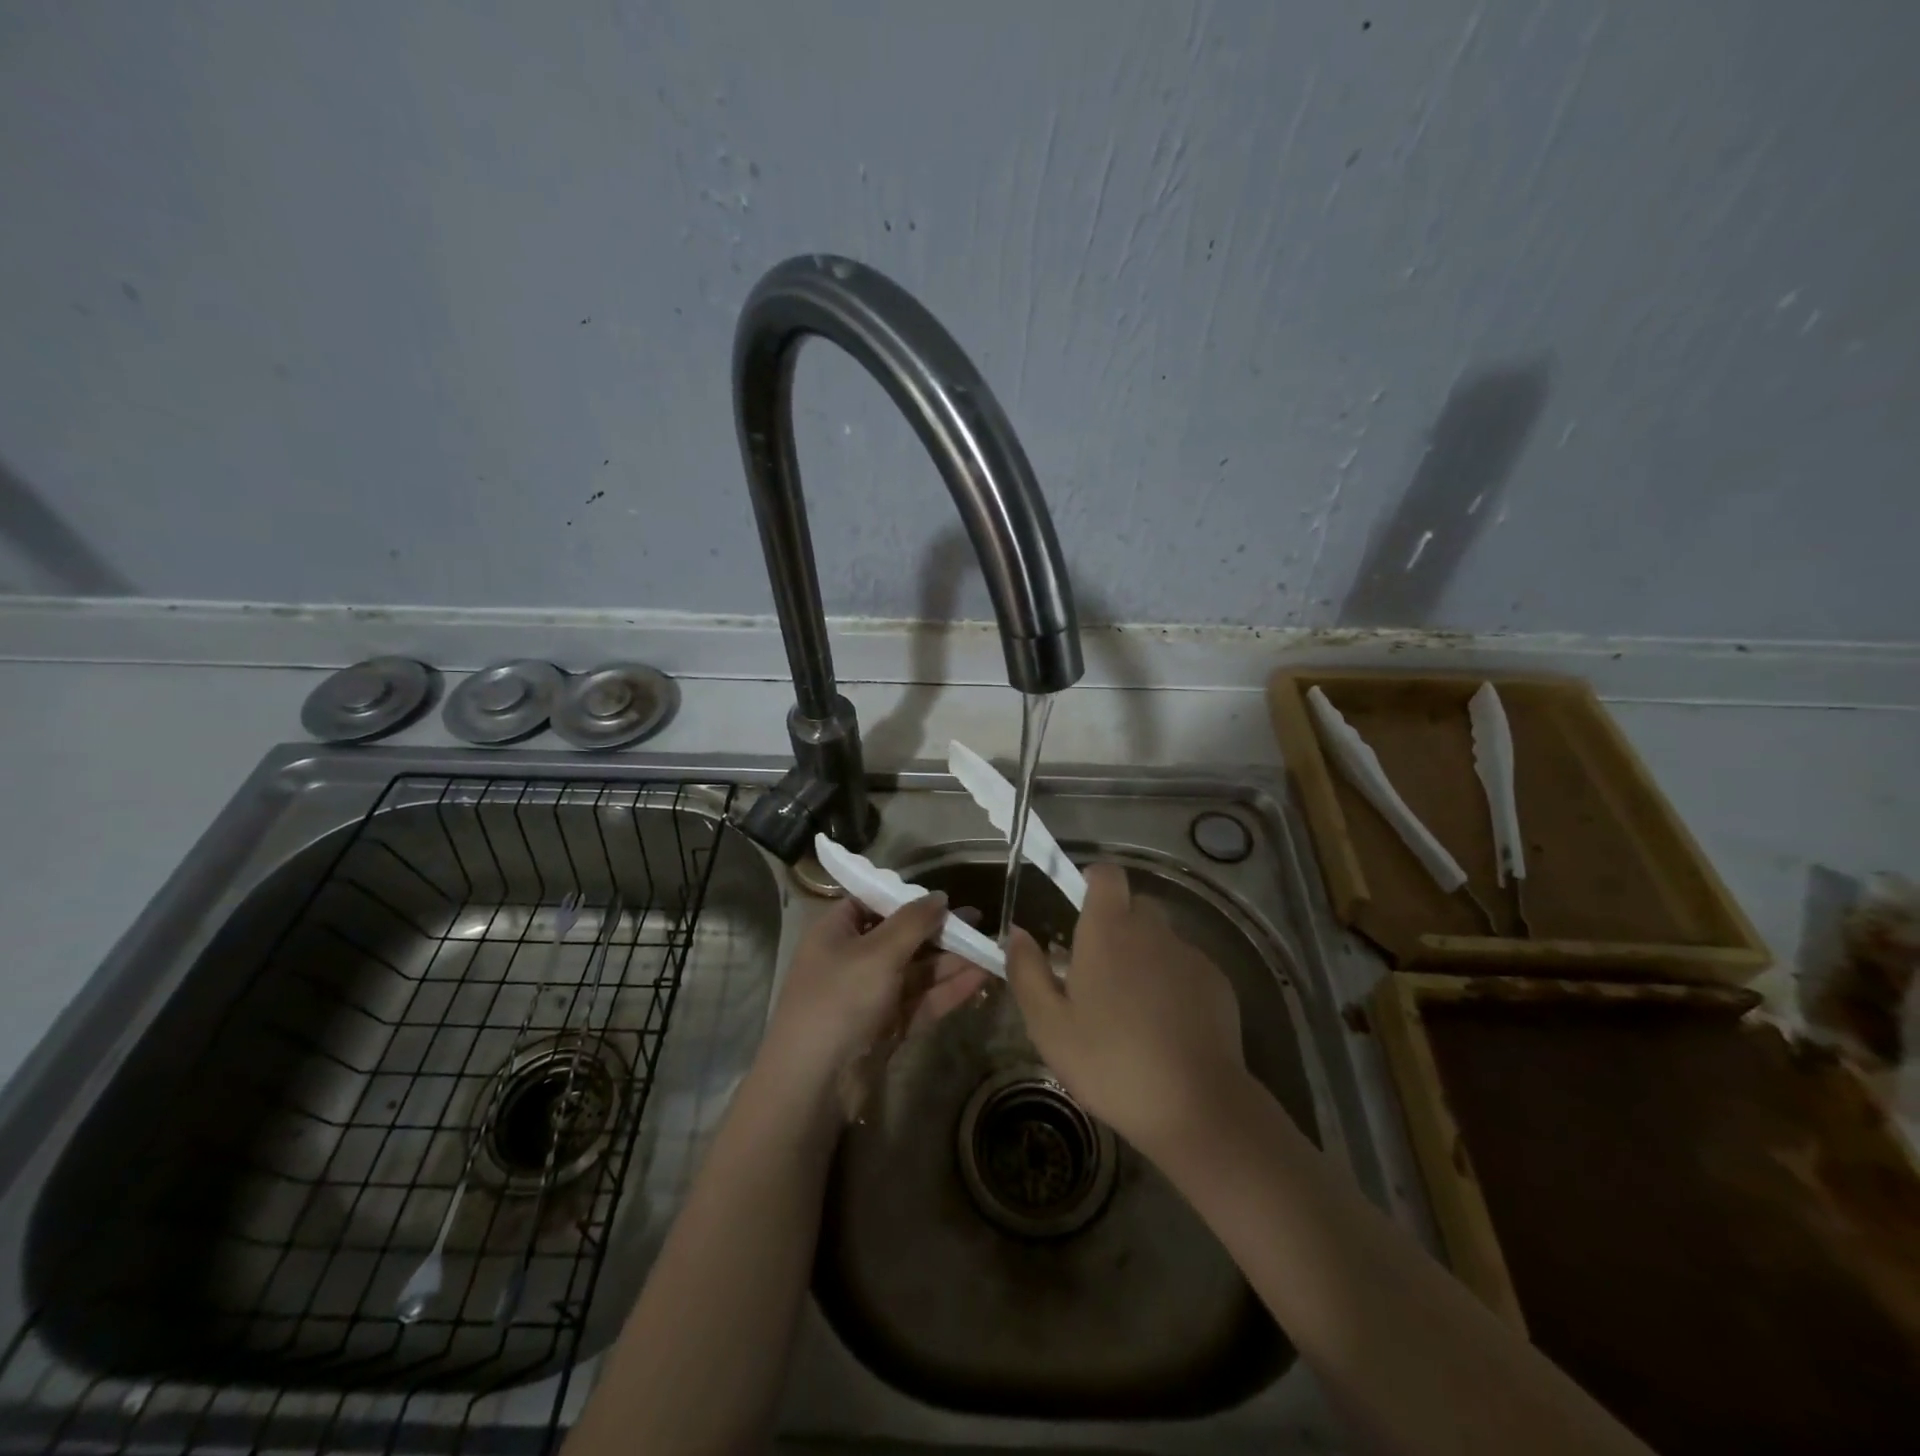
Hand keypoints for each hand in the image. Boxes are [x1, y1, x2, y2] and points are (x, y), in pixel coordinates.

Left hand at [761, 893, 988, 1098]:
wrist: (814, 1085)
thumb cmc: (840, 1001)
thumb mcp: (877, 952)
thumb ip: (913, 922)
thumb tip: (940, 896)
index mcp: (837, 932)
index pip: (872, 902)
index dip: (906, 898)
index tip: (943, 896)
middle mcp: (853, 959)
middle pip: (901, 936)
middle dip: (939, 930)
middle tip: (980, 920)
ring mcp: (871, 995)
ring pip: (917, 970)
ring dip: (951, 960)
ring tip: (990, 947)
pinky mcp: (888, 1026)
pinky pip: (922, 999)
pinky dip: (949, 989)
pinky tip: (981, 977)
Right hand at [1007, 862, 1246, 1156]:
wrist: (1197, 1106)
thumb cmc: (1111, 1063)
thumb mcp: (1049, 1025)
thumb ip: (1027, 971)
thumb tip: (1017, 933)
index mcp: (1108, 931)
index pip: (1107, 874)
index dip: (1093, 880)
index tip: (1079, 905)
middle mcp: (1152, 930)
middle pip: (1134, 905)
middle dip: (1116, 925)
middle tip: (1098, 970)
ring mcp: (1189, 955)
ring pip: (1160, 938)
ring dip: (1144, 956)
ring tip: (1133, 1007)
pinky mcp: (1218, 982)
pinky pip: (1186, 966)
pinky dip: (1173, 982)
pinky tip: (1166, 1026)